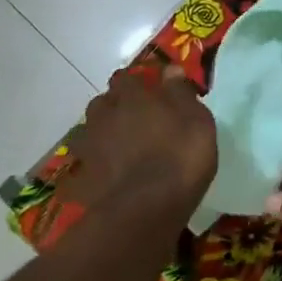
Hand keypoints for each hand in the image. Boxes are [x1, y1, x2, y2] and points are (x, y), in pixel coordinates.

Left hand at [65, 66, 216, 214]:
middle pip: (105, 102)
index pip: (127, 78)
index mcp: (133, 97)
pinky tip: (113, 171)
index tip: (151, 91)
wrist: (144, 210)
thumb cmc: (179, 158)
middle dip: (117, 105)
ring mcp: (90, 146)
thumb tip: (170, 70)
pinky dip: (99, 162)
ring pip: (94, 129)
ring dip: (106, 132)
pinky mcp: (83, 175)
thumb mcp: (197, 122)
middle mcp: (106, 115)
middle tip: (138, 118)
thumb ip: (181, 93)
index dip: (138, 82)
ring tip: (124, 145)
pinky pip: (90, 161)